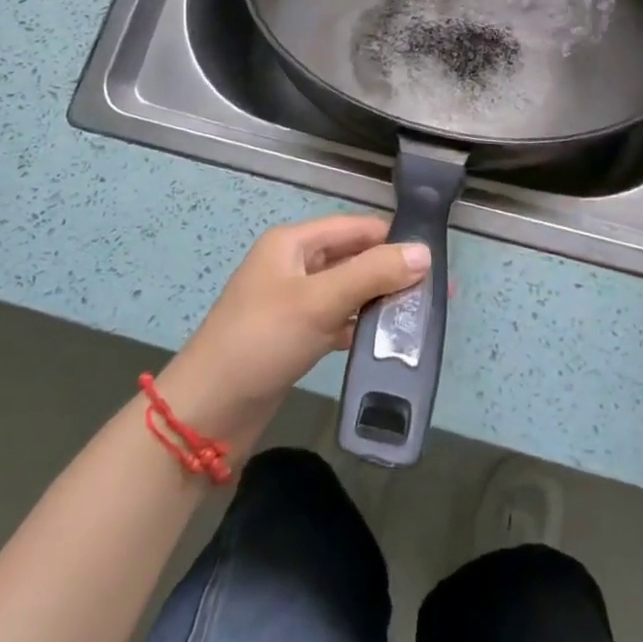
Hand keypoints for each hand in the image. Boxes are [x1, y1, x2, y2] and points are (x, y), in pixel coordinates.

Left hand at [157, 215, 429, 446]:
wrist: (207, 413)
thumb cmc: (262, 341)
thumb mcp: (320, 301)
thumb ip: (373, 274)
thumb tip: (424, 252)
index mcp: (294, 243)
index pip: (355, 228)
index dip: (393, 239)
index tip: (436, 258)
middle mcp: (294, 265)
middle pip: (353, 258)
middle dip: (391, 272)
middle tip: (435, 293)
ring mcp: (293, 301)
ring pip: (348, 290)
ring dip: (379, 300)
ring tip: (420, 317)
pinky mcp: (295, 335)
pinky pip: (337, 319)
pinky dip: (361, 326)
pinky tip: (387, 341)